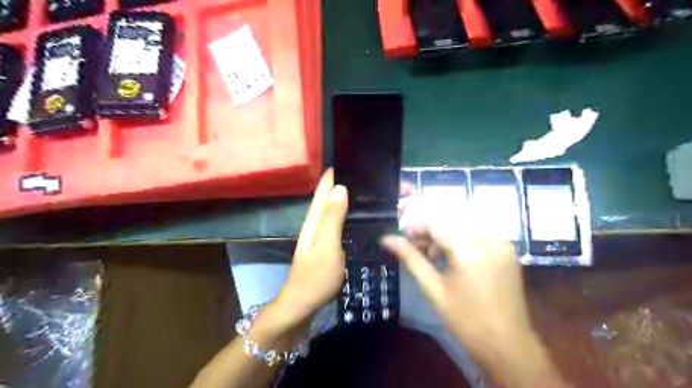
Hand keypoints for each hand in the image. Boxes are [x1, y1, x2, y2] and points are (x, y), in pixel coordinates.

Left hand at [276, 170, 349, 330]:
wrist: (302, 305)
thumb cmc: (316, 277)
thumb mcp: (327, 246)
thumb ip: (333, 218)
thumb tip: (340, 188)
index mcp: (314, 222)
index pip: (322, 192)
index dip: (331, 177)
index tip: (345, 161)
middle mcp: (314, 226)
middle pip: (325, 200)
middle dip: (338, 185)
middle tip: (360, 174)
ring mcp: (319, 238)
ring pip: (330, 211)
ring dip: (341, 199)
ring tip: (361, 191)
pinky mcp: (324, 248)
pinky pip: (335, 225)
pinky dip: (343, 216)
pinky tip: (354, 217)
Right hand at [381, 227, 529, 360]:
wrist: (507, 346)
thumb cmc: (466, 321)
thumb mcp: (434, 289)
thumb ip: (411, 258)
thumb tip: (387, 239)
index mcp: (470, 250)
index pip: (436, 224)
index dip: (415, 227)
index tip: (401, 236)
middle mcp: (489, 239)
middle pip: (450, 222)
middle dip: (429, 231)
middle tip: (415, 248)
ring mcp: (502, 243)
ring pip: (463, 226)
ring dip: (444, 236)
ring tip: (432, 257)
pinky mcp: (507, 250)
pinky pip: (477, 235)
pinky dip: (460, 240)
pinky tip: (451, 258)